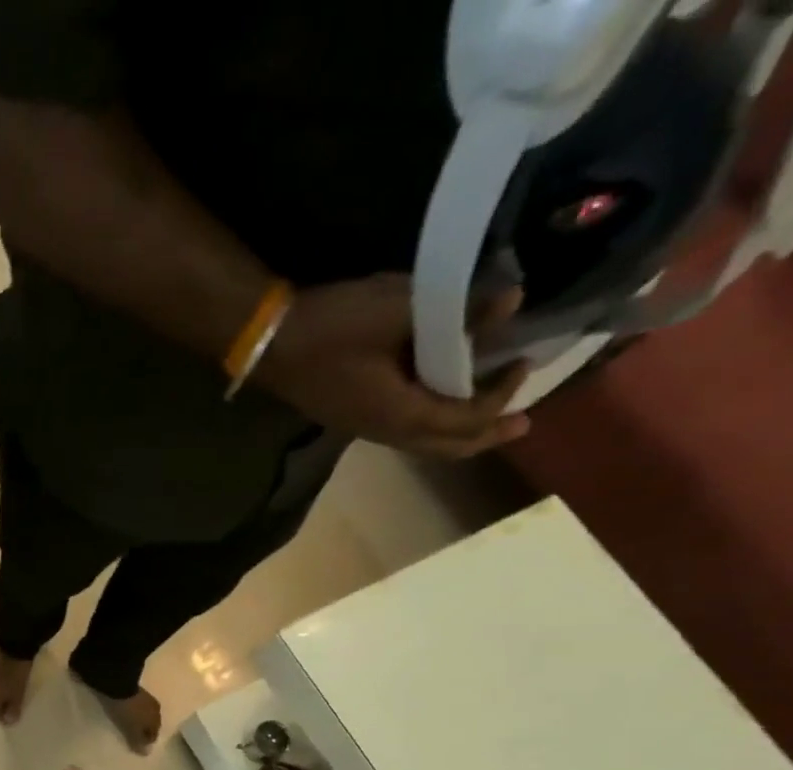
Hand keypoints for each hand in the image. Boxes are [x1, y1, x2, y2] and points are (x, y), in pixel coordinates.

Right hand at [253, 274, 528, 458]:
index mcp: (400, 412)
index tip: (523, 360)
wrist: (269, 344)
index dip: (499, 397)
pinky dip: (434, 424)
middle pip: (444, 446)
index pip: (463, 419)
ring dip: (458, 433)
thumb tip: (512, 299)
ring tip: (485, 418)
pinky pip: (406, 432)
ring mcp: (365, 428)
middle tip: (520, 424)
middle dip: (484, 436)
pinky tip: (439, 404)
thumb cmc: (332, 329)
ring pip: (423, 443)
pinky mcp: (353, 416)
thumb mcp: (398, 309)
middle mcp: (385, 431)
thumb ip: (458, 308)